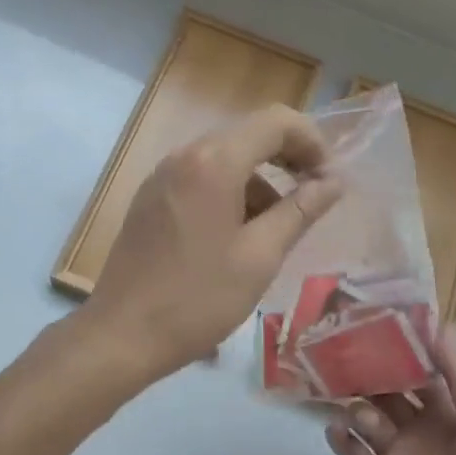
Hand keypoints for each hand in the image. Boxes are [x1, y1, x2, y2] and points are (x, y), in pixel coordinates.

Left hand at [79, 105, 342, 385]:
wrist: (123, 333)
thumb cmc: (199, 297)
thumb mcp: (261, 256)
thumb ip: (300, 210)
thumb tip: (333, 181)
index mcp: (214, 162)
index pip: (276, 121)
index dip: (311, 141)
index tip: (328, 180)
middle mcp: (185, 154)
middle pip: (249, 134)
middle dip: (287, 159)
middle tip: (312, 198)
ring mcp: (163, 173)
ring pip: (225, 157)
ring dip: (259, 180)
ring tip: (275, 229)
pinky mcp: (151, 195)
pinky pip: (200, 176)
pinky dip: (229, 191)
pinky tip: (237, 235)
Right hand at [327, 326, 455, 454]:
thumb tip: (439, 322)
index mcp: (451, 414)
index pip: (420, 370)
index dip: (400, 346)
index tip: (374, 316)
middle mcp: (421, 430)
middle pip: (387, 391)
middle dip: (367, 370)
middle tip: (339, 344)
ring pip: (366, 419)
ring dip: (354, 403)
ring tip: (340, 390)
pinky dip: (341, 441)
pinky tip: (333, 427)